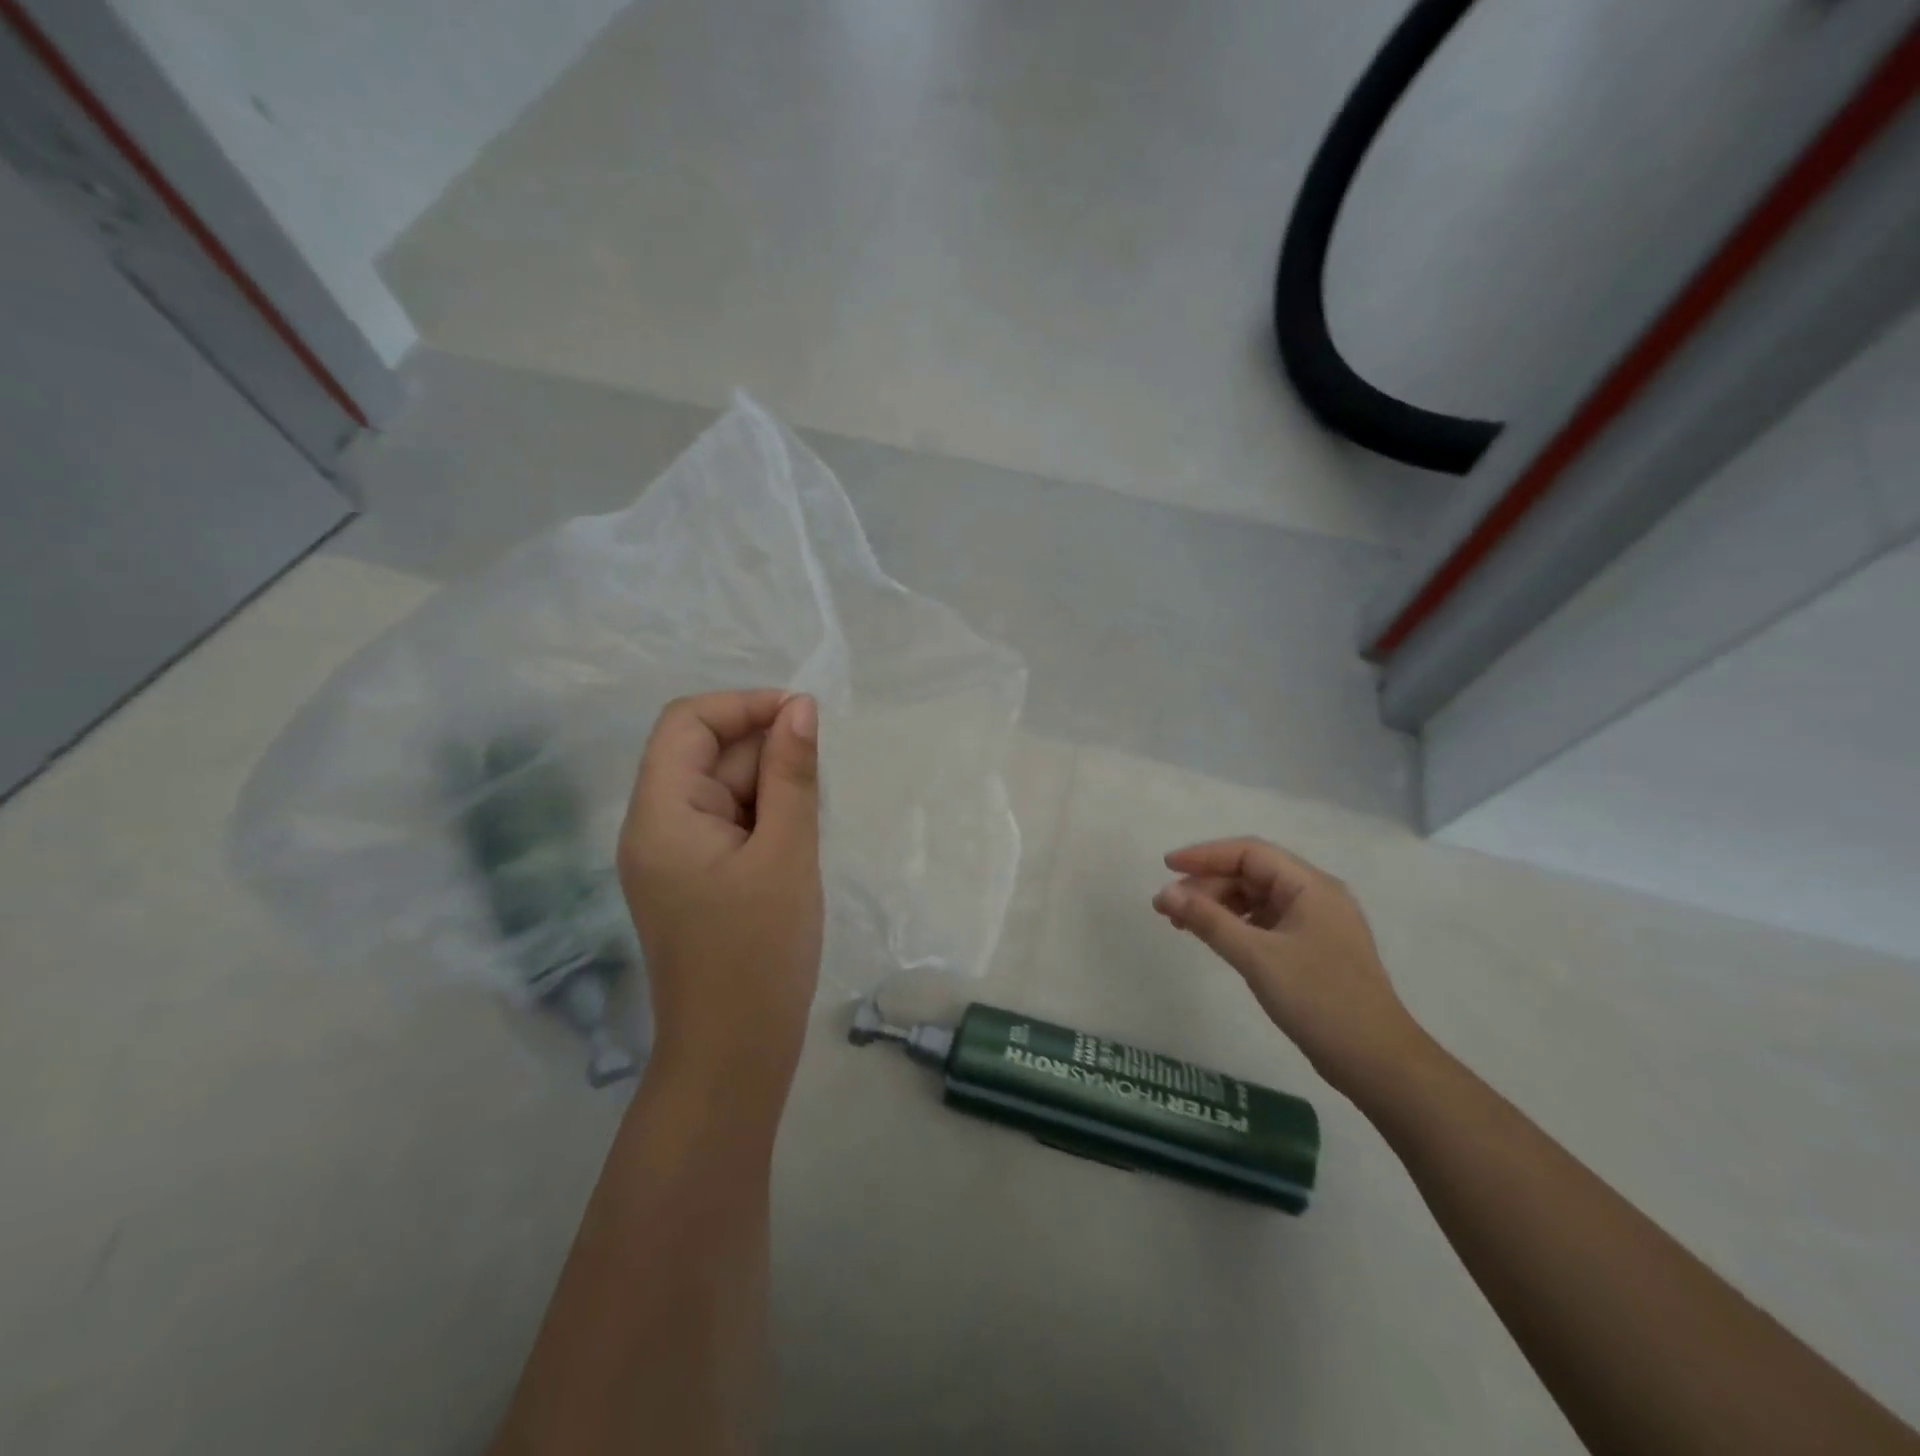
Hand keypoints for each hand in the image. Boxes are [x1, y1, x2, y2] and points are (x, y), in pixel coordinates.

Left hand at [618, 691, 822, 1099]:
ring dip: (768, 788)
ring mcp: (670, 855)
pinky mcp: (691, 878)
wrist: (733, 1054)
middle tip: (817, 785)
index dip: (743, 706)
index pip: (686, 723)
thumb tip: (800, 707)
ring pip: (720, 789)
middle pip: (704, 754)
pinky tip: (794, 843)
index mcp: (660, 814)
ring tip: (807, 825)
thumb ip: (792, 774)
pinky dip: (762, 818)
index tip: (803, 717)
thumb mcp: (787, 853)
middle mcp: (653, 826)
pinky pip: (725, 823)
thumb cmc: (760, 953)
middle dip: (763, 753)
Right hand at [1152, 837, 1428, 1098]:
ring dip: (1219, 905)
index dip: (1205, 855)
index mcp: (1311, 886)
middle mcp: (1316, 896)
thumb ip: (1208, 920)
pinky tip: (1214, 939)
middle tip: (1169, 908)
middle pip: (1252, 874)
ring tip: (1183, 924)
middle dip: (1208, 885)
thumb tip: (1164, 894)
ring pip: (1257, 899)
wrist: (1378, 1063)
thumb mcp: (1257, 957)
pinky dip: (1236, 925)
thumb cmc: (1319, 1000)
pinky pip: (1266, 922)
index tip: (1166, 867)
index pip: (1249, 852)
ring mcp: (1316, 924)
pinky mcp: (1312, 950)